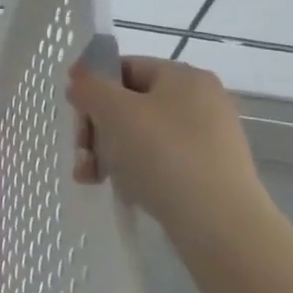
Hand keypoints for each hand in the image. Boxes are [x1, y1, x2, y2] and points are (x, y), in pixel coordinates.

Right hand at [67, 55, 270, 229]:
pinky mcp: (208, 172)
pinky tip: (123, 191)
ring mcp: (208, 138)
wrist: (219, 224)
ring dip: (108, 153)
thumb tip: (79, 80)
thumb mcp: (115, 112)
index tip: (73, 114)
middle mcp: (201, 101)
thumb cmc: (163, 155)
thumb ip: (90, 88)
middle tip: (81, 155)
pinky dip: (134, 171)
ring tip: (91, 178)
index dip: (93, 86)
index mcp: (184, 76)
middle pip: (130, 104)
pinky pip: (159, 161)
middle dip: (97, 128)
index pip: (125, 68)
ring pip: (141, 135)